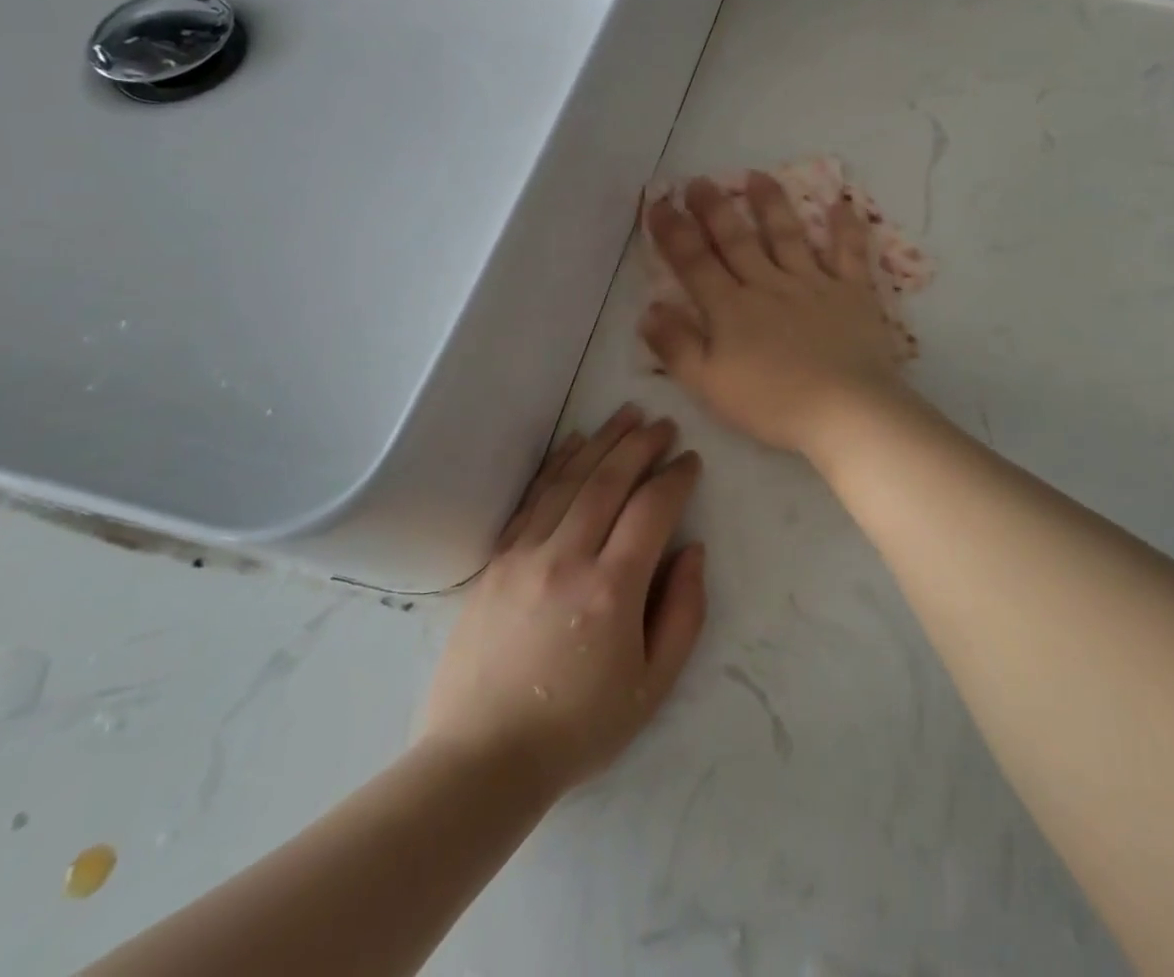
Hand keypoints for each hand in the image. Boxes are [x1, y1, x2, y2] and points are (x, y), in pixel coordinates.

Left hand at [418, 405, 707, 792]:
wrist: (482, 759)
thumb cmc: (579, 727)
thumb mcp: (654, 685)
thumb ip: (684, 611)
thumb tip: (691, 549)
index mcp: (612, 589)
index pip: (652, 509)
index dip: (676, 477)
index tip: (690, 461)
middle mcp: (567, 558)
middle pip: (610, 481)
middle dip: (642, 444)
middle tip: (664, 423)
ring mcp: (525, 555)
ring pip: (571, 479)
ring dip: (603, 441)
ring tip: (628, 415)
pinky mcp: (496, 561)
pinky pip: (532, 498)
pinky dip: (558, 464)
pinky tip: (576, 443)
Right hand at [641, 173, 906, 455]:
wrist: (845, 410)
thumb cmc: (772, 404)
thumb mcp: (709, 385)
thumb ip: (676, 346)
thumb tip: (649, 308)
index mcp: (731, 309)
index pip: (694, 263)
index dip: (673, 232)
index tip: (659, 204)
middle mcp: (769, 285)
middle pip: (736, 240)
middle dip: (715, 209)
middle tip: (700, 181)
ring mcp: (813, 285)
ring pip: (787, 236)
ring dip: (771, 204)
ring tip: (758, 176)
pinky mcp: (852, 293)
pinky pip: (848, 253)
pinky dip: (845, 228)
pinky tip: (841, 204)